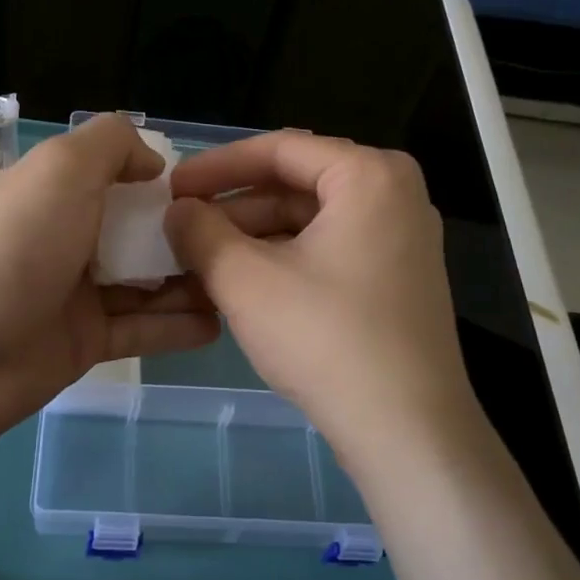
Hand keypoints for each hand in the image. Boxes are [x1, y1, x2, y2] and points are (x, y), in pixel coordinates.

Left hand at [0, 114, 219, 447]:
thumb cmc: (13, 246)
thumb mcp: (61, 168)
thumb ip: (111, 145)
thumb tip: (152, 162)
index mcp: (58, 192)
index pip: (121, 178)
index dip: (165, 183)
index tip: (213, 194)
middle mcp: (68, 238)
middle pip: (139, 232)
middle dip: (188, 236)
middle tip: (242, 244)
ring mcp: (75, 294)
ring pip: (146, 283)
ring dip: (189, 282)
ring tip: (242, 284)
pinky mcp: (84, 344)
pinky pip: (140, 330)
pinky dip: (176, 326)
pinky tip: (217, 323)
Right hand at [165, 133, 484, 480]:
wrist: (406, 431)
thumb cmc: (325, 339)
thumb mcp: (245, 279)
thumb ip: (201, 232)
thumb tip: (178, 211)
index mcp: (369, 176)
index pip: (279, 149)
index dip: (216, 166)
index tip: (173, 188)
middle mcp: (395, 196)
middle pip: (296, 183)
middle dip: (234, 207)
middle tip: (182, 228)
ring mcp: (401, 240)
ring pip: (310, 221)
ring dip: (253, 237)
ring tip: (201, 261)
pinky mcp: (397, 280)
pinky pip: (329, 250)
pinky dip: (283, 261)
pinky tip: (241, 285)